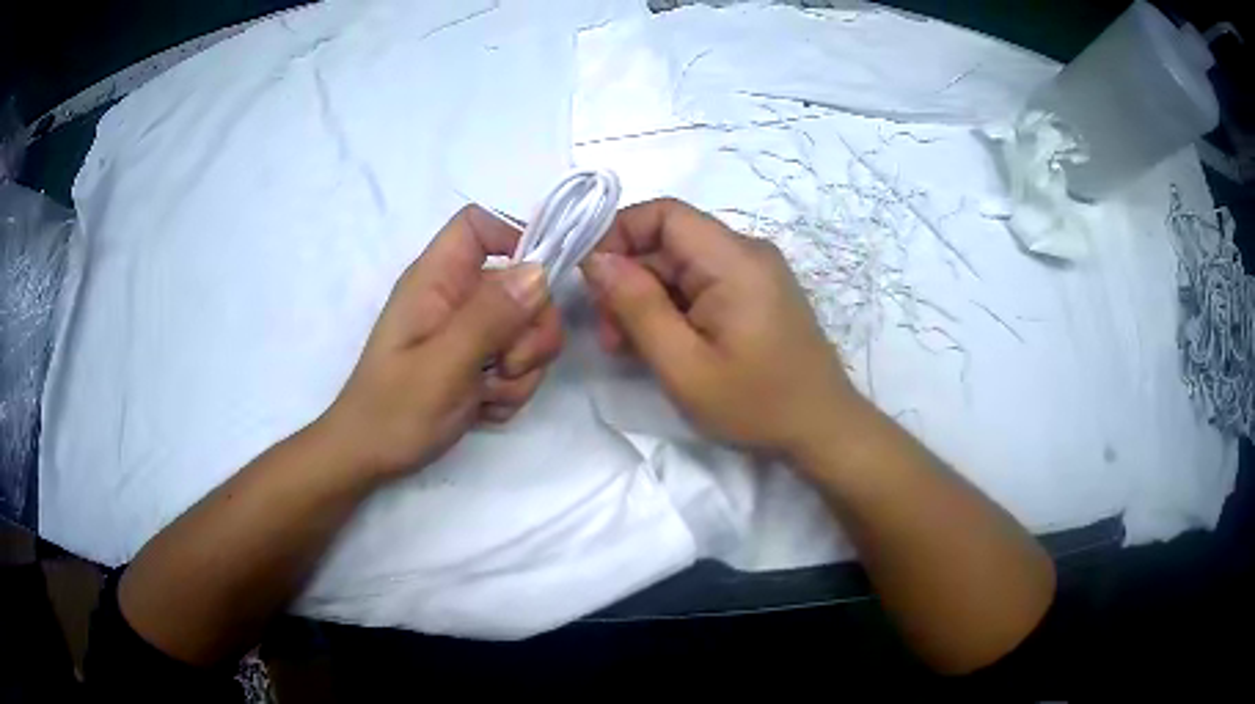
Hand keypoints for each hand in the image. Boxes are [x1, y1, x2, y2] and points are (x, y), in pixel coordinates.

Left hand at [322, 205, 561, 477]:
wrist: (370, 458)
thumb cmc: (393, 409)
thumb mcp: (442, 364)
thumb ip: (490, 317)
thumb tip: (540, 272)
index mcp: (436, 279)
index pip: (479, 225)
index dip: (515, 238)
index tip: (539, 284)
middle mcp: (456, 297)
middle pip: (523, 282)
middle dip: (530, 330)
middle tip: (507, 366)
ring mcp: (468, 331)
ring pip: (528, 329)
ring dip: (523, 368)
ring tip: (487, 394)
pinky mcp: (478, 362)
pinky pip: (520, 363)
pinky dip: (512, 389)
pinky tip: (485, 407)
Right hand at [581, 198, 862, 459]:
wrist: (822, 428)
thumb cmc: (756, 403)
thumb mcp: (684, 364)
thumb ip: (637, 306)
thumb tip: (597, 259)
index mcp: (734, 260)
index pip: (664, 213)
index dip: (618, 233)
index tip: (589, 278)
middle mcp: (746, 252)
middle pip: (669, 242)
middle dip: (629, 280)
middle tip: (608, 334)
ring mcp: (754, 272)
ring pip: (681, 266)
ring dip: (647, 298)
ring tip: (627, 347)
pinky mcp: (755, 293)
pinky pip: (701, 284)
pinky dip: (673, 308)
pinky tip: (659, 345)